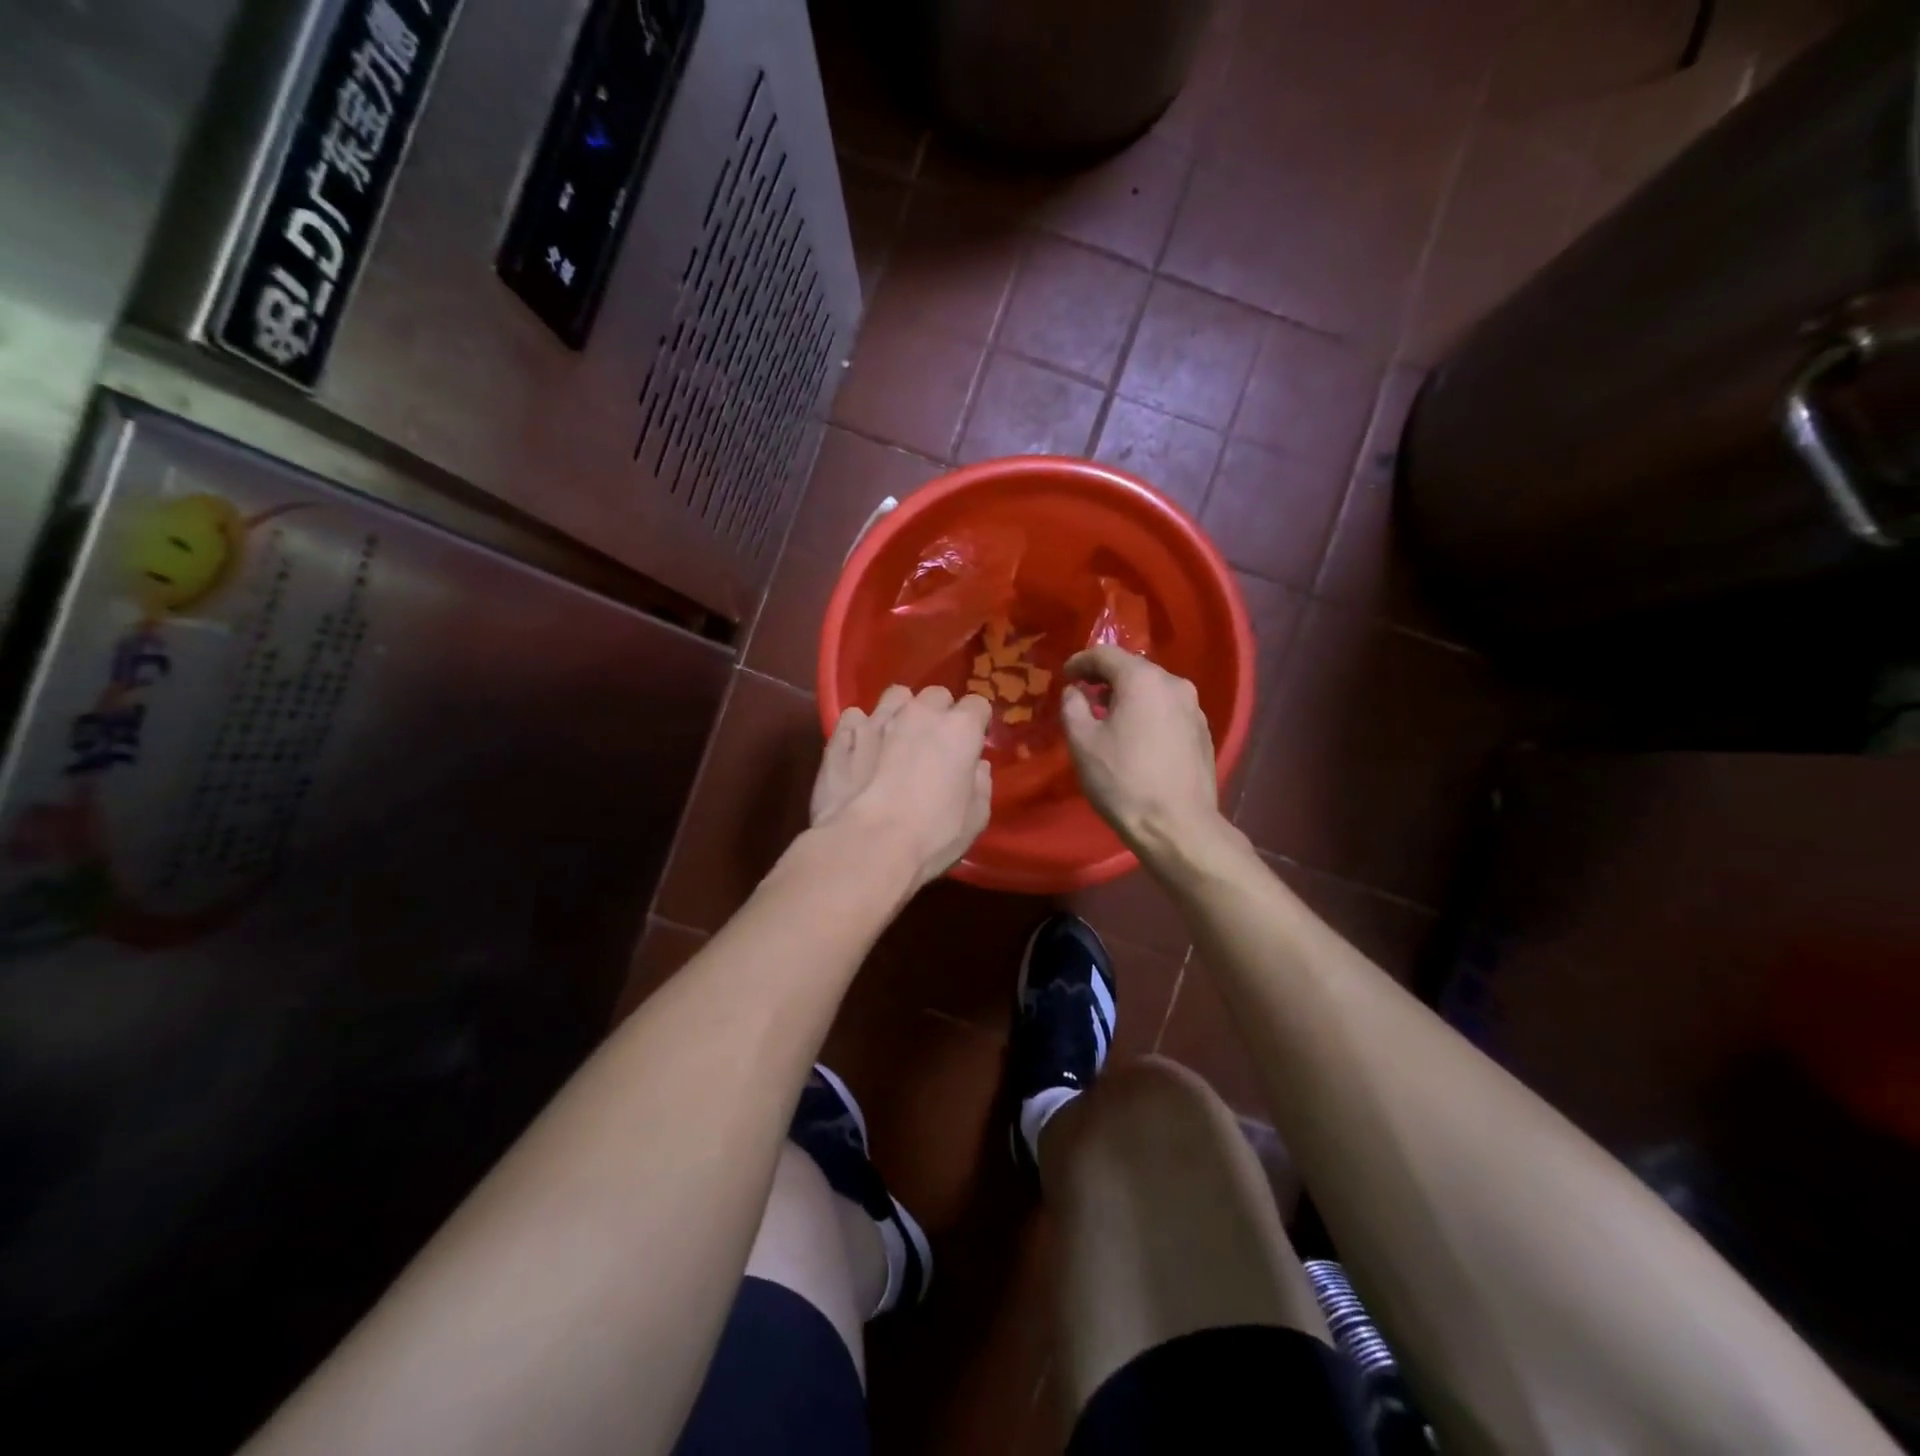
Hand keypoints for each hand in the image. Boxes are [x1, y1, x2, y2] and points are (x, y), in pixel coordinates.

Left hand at [811, 684, 992, 889]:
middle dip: (939, 713)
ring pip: (895, 697)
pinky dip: (860, 729)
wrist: (866, 845)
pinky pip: (855, 717)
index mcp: (960, 729)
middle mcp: (920, 713)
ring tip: (896, 737)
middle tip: (935, 743)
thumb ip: (979, 785)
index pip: (978, 705)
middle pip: (936, 695)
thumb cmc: (932, 836)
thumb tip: (976, 768)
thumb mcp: (974, 820)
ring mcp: (877, 719)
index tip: (972, 744)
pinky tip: (860, 749)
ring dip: (901, 711)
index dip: (976, 724)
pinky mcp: (842, 735)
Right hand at [1061, 646, 1222, 856]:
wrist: (1177, 826)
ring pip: (1153, 690)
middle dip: (1105, 679)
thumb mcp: (1082, 743)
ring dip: (1128, 697)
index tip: (1064, 677)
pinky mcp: (1203, 732)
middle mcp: (1174, 684)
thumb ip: (1072, 706)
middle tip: (1083, 696)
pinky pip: (1167, 710)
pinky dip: (1147, 713)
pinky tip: (1136, 737)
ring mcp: (1194, 708)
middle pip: (1133, 669)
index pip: (1105, 654)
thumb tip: (1074, 691)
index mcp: (1143, 679)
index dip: (1080, 662)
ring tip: (1107, 718)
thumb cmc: (1123, 781)